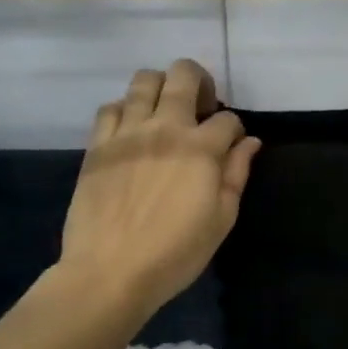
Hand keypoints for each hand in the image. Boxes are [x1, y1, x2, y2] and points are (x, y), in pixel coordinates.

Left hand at [51, 59, 259, 329]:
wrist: (109, 273)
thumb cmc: (175, 252)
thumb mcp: (222, 218)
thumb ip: (237, 173)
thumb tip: (250, 142)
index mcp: (201, 148)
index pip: (227, 118)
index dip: (235, 130)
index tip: (231, 147)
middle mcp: (165, 128)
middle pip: (184, 75)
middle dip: (199, 81)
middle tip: (200, 106)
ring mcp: (127, 133)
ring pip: (144, 81)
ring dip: (161, 87)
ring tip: (164, 110)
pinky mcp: (98, 146)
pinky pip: (110, 107)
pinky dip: (125, 109)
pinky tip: (131, 129)